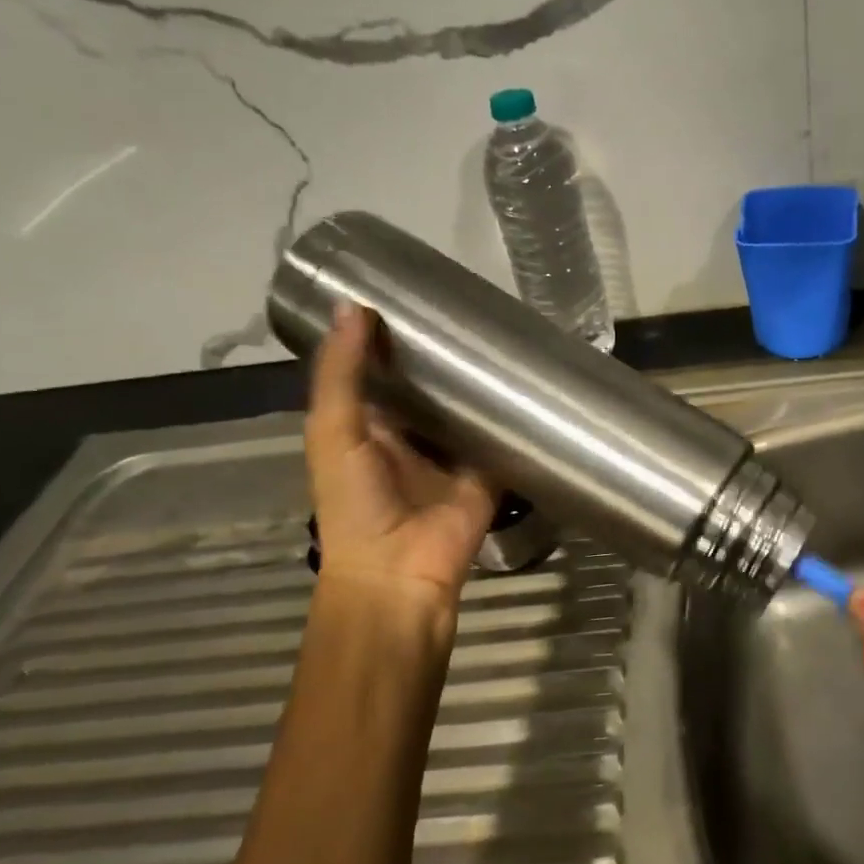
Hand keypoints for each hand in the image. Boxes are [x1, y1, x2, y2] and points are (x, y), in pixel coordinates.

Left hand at [304, 303, 496, 630]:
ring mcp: (452, 451)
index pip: (380, 368)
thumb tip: (356, 305)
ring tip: (505, 330)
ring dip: (480, 379)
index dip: (390, 334)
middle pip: (429, 384)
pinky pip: (501, 435)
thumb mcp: (333, 431)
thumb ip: (341, 374)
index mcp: (368, 422)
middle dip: (443, 353)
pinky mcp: (488, 468)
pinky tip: (530, 378)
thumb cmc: (355, 501)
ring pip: (467, 406)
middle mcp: (412, 433)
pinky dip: (512, 414)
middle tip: (469, 305)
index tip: (412, 292)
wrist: (401, 571)